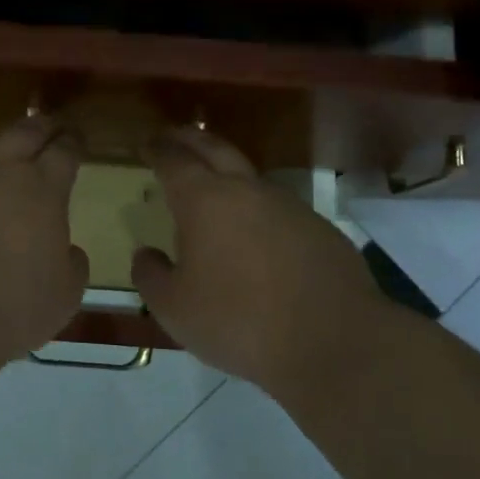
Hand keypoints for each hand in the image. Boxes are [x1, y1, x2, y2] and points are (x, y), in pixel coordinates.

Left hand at [0, 116, 89, 370]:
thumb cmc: (6, 309)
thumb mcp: (63, 298)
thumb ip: (72, 265)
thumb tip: (69, 250)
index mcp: (42, 190)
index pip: (65, 151)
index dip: (74, 142)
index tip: (77, 139)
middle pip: (24, 131)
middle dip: (40, 126)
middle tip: (48, 127)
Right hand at [132, 127, 384, 392]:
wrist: (333, 341)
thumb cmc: (239, 321)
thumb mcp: (174, 308)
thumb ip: (150, 276)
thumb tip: (146, 254)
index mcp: (205, 200)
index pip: (174, 160)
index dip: (158, 149)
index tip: (147, 144)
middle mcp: (247, 190)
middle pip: (214, 148)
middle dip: (190, 139)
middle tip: (173, 137)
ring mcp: (289, 205)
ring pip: (250, 176)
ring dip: (227, 172)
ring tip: (212, 186)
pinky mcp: (319, 228)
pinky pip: (278, 207)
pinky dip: (257, 208)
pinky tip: (255, 233)